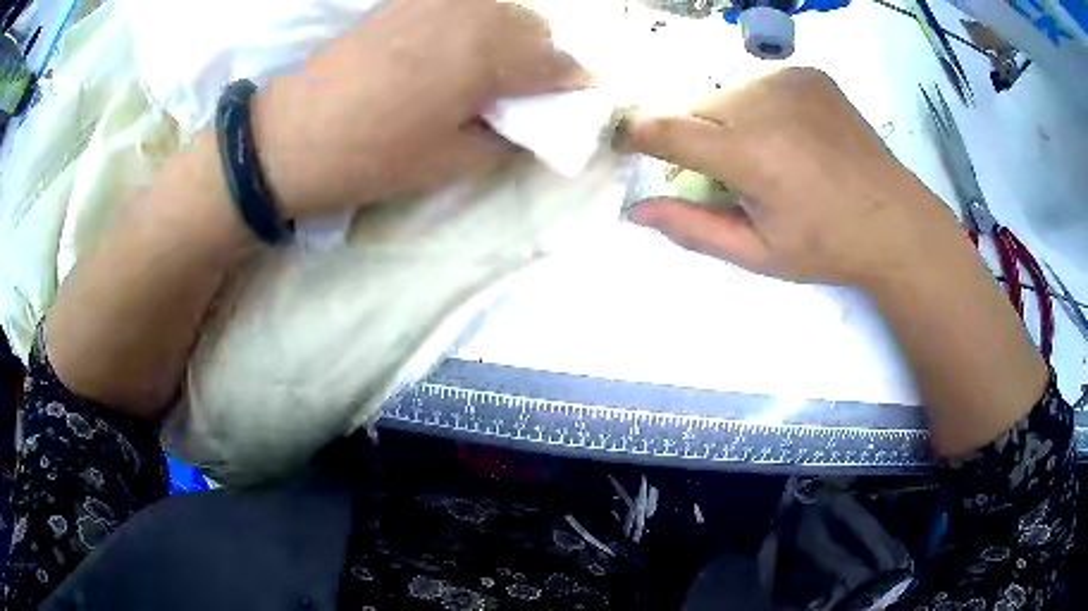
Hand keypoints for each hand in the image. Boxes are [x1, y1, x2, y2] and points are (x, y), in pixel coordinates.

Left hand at [253, 0, 590, 218]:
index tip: (578, 95)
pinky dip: (478, 20)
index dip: (573, 82)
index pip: (556, 62)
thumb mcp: (452, 161)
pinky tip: (460, 44)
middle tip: (529, 88)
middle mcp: (471, 13)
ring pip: (502, 8)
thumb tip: (533, 121)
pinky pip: (464, 3)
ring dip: (513, 35)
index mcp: (488, 55)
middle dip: (544, 56)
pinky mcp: (406, 1)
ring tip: (493, 67)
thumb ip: (508, 136)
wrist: (293, 136)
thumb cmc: (374, 157)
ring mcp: (435, 1)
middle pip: (535, 26)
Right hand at [619, 67, 962, 290]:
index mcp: (750, 153)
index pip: (667, 131)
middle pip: (697, 111)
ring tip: (768, 157)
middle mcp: (763, 102)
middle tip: (729, 176)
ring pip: (727, 95)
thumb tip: (635, 211)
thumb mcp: (757, 252)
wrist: (895, 221)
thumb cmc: (826, 246)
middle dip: (698, 141)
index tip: (623, 144)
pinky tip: (791, 136)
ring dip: (729, 123)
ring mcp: (789, 80)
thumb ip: (693, 227)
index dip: (636, 135)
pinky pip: (759, 85)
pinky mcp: (808, 73)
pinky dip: (759, 108)